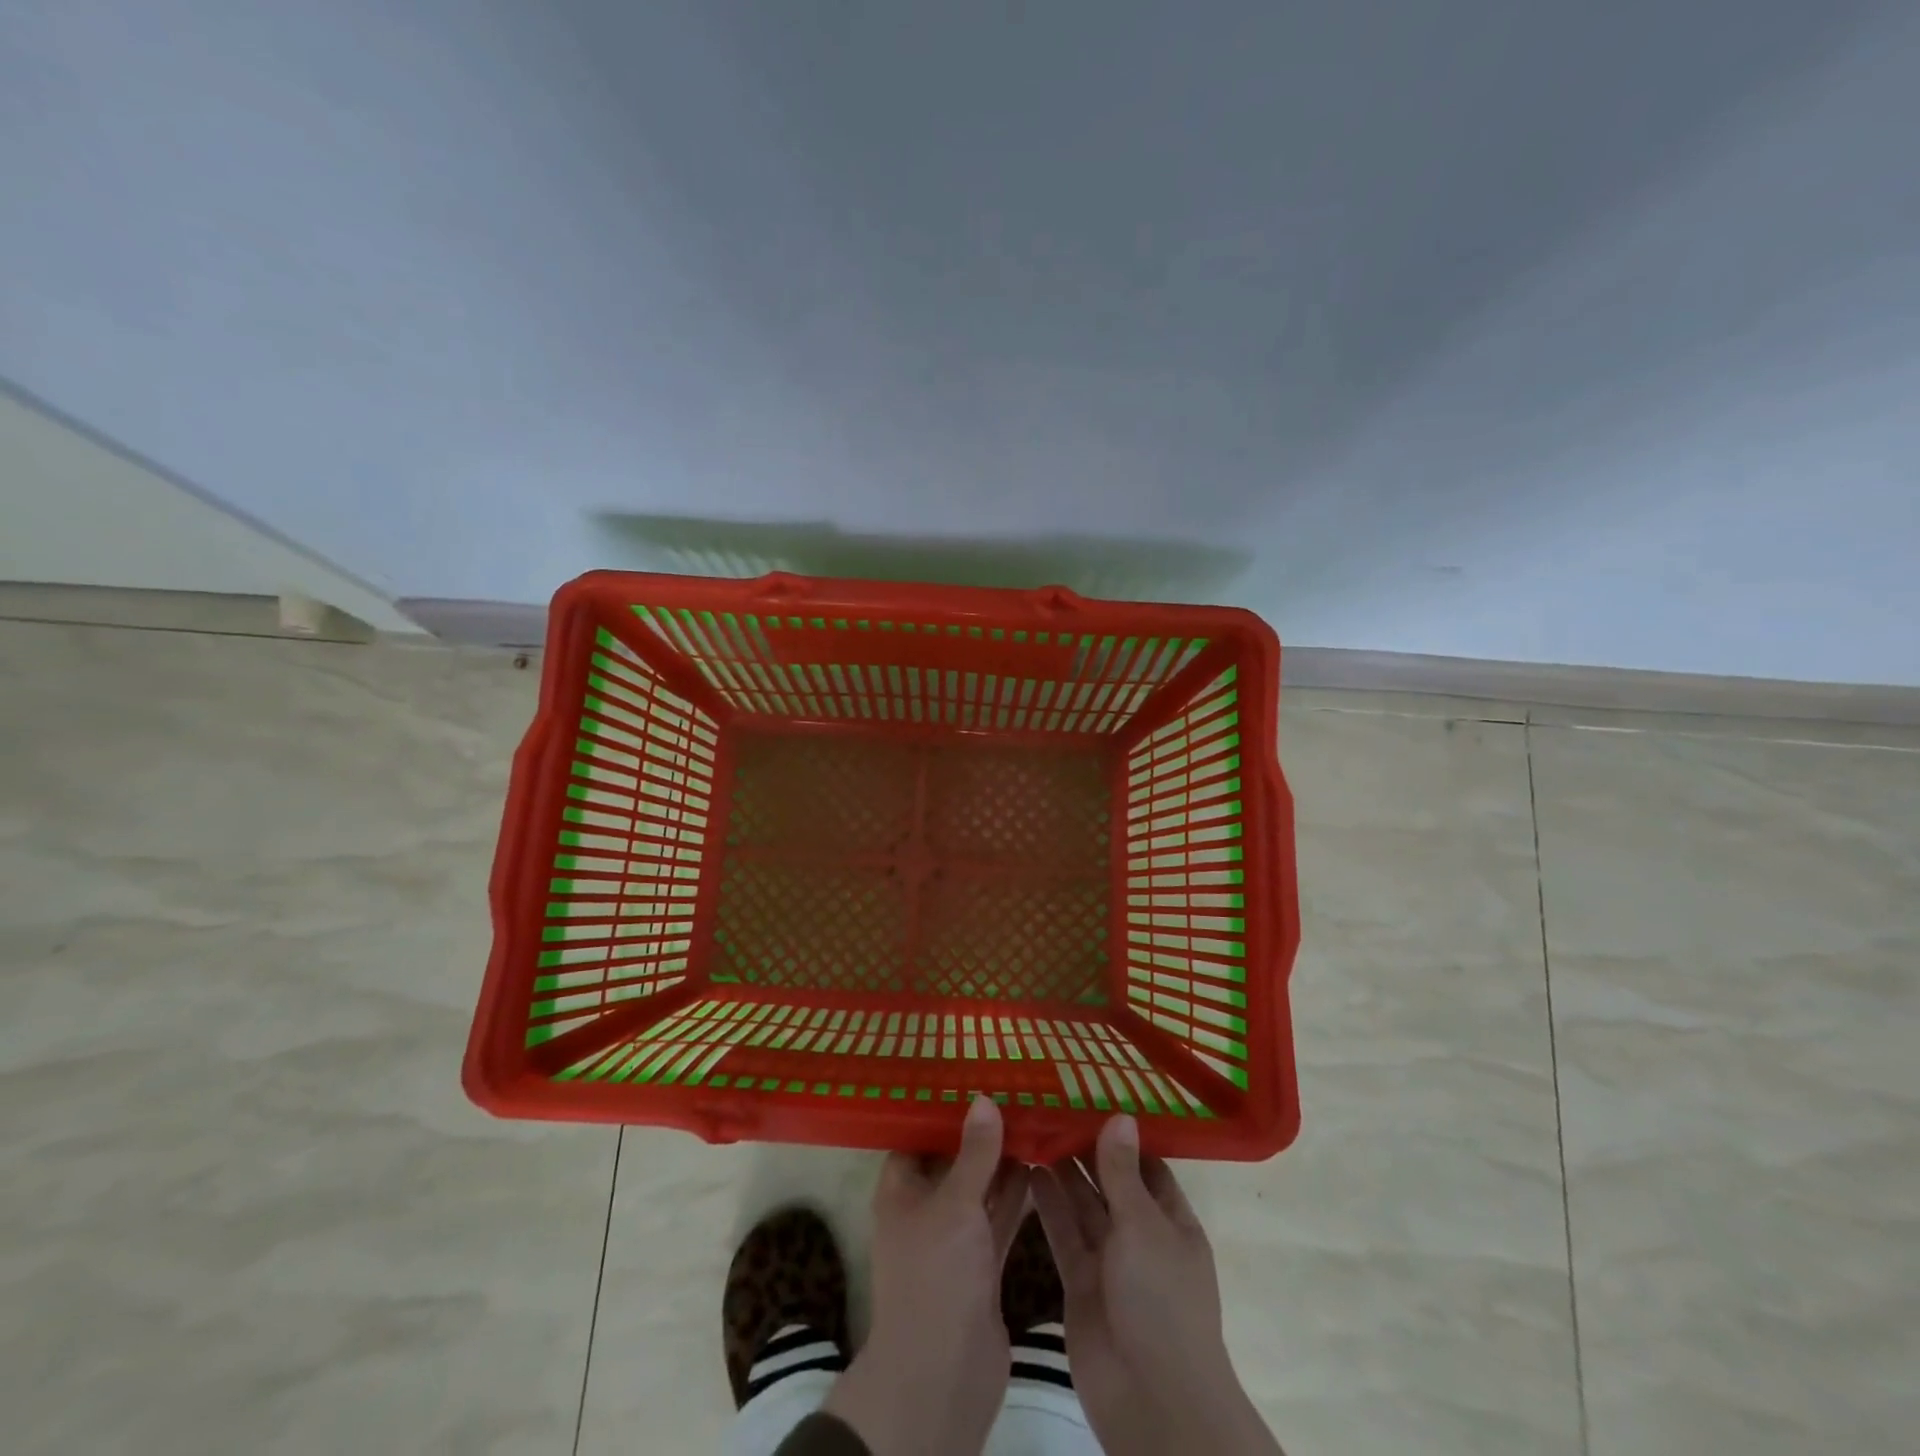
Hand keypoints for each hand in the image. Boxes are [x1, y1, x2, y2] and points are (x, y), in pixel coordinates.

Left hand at [822, 1096, 1030, 1455]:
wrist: (942, 1377)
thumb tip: (984, 1098)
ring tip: (1035, 1118)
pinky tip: (1040, 1164)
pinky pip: (997, 1217)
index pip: (918, 1135)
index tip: (975, 1076)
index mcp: (901, 1189)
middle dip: (981, 1132)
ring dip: (1002, 1162)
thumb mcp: (955, 1204)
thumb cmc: (935, 1276)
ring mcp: (954, 1238)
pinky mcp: (980, 1264)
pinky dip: (1014, 1195)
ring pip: (979, 1188)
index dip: (943, 1108)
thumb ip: (974, 1153)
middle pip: (953, 1159)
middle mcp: (925, 1208)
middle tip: (1016, 1092)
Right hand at [1032, 1115, 1282, 1455]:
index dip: (1122, 1136)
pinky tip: (1029, 1171)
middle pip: (1111, 1183)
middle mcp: (1141, 1236)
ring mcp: (1110, 1261)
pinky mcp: (1080, 1283)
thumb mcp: (1144, 1226)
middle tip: (1051, 1106)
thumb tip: (1120, 1116)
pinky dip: (1049, 1205)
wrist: (1150, 1400)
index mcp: (1172, 1221)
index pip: (1147, 1166)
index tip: (1092, 1098)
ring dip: (1063, 1172)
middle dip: (1086, 1150)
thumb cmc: (1160, 1300)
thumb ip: (1123, 1173)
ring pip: (1083, 1206)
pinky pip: (1064, 1234)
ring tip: (1034, 1129)